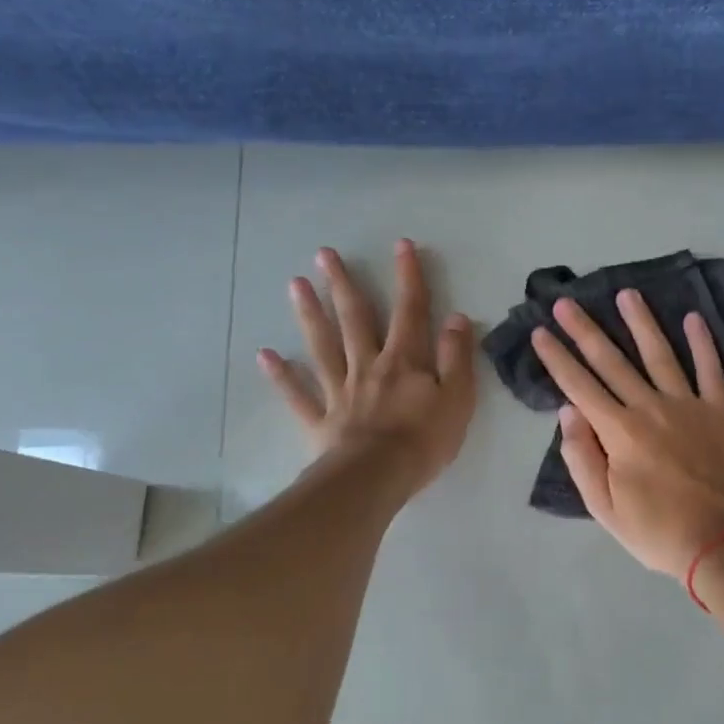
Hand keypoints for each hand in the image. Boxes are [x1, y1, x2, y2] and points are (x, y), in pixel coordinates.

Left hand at [257, 240, 475, 499]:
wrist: (377, 478)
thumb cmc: (424, 440)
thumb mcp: (458, 398)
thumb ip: (456, 357)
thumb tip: (456, 318)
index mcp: (405, 360)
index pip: (410, 311)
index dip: (408, 277)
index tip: (401, 245)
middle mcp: (369, 365)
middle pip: (355, 319)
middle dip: (343, 284)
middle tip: (324, 254)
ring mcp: (341, 391)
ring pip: (322, 346)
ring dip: (309, 314)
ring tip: (295, 284)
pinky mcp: (321, 419)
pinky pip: (299, 394)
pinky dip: (282, 376)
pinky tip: (265, 355)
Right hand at [533, 291, 723, 576]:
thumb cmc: (658, 531)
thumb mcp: (605, 509)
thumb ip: (582, 458)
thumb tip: (567, 411)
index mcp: (619, 432)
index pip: (578, 386)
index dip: (557, 358)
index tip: (540, 332)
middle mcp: (650, 408)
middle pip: (611, 361)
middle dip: (585, 330)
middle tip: (566, 302)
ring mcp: (688, 405)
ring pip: (659, 354)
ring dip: (641, 322)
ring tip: (626, 294)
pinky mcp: (721, 412)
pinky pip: (711, 370)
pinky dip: (703, 343)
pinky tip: (693, 319)